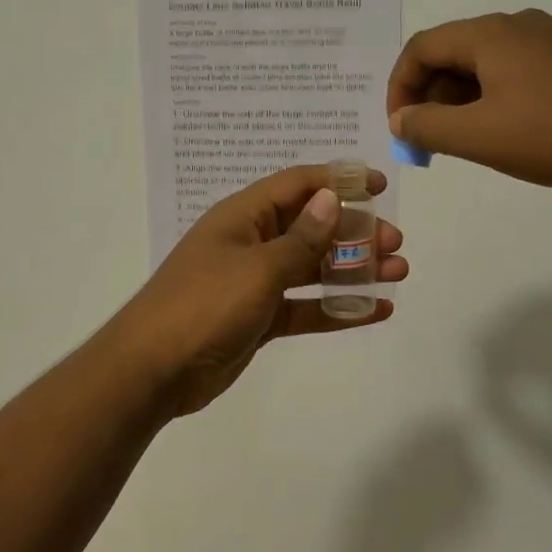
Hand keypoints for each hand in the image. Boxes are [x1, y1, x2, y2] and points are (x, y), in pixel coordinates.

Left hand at [113, 166, 408, 417]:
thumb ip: (300, 238)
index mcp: (243, 217)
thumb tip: (330, 198)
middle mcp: (251, 243)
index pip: (297, 185)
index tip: (379, 186)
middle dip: (354, 231)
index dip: (338, 181)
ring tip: (397, 272)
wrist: (154, 370)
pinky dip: (337, 308)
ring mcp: (255, 283)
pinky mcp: (259, 319)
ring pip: (312, 268)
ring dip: (353, 269)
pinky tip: (375, 310)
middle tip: (395, 242)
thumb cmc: (204, 305)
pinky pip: (305, 307)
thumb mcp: (257, 268)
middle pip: (311, 227)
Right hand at [387, 10, 551, 188]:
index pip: (420, 48)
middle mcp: (515, 25)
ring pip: (481, 64)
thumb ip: (427, 126)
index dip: (400, 88)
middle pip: (450, 54)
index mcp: (488, 34)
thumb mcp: (479, 136)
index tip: (400, 129)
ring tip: (462, 142)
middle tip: (428, 143)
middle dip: (429, 98)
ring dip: (458, 101)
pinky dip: (490, 98)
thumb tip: (400, 119)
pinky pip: (512, 71)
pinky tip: (502, 131)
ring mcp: (547, 39)